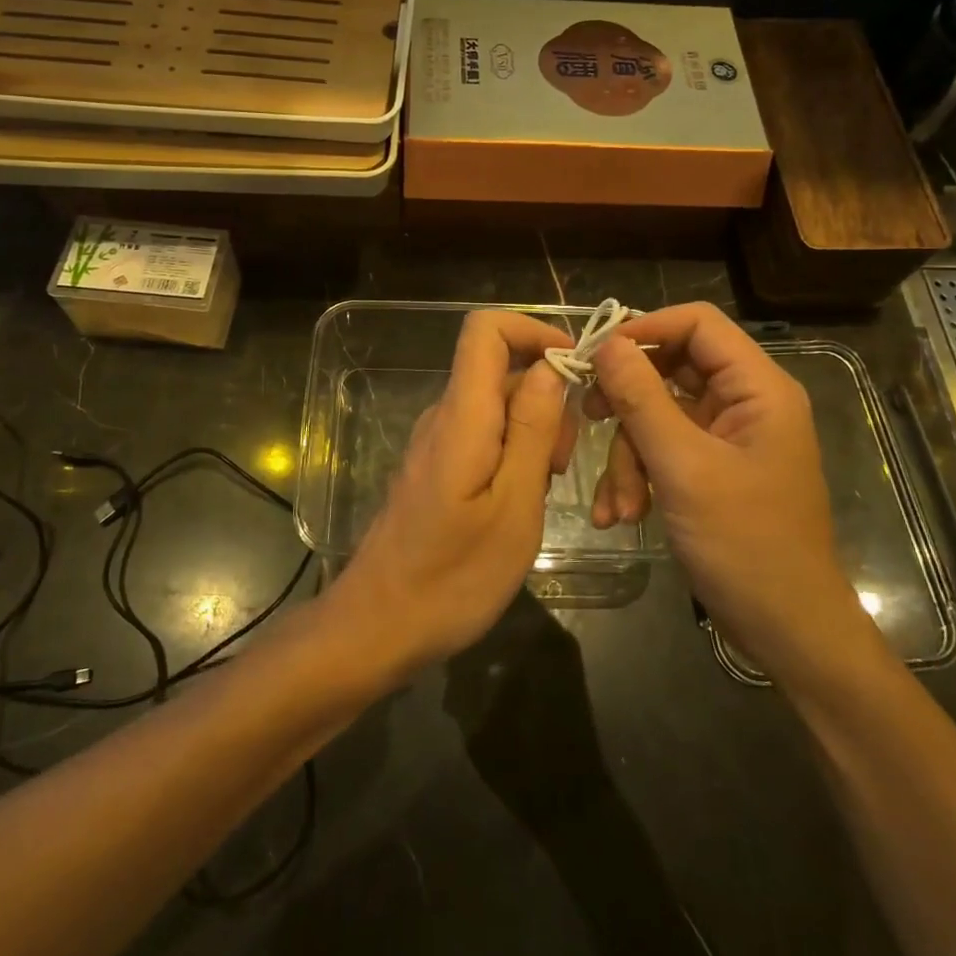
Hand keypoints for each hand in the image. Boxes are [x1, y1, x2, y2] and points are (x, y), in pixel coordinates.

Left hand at [331, 310, 576, 679]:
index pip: (485, 329)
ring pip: (495, 407)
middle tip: (565, 462)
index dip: (534, 332)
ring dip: (534, 432)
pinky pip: (481, 437)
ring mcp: (435, 443)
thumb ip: (532, 429)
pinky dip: (513, 454)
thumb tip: (550, 368)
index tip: (577, 369)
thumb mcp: (514, 506)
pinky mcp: (434, 469)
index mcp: (462, 415)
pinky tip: (521, 503)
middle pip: (500, 370)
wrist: (377, 627)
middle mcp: (443, 417)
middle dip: (547, 398)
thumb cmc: (453, 577)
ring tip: (545, 489)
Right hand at [583, 304, 886, 681]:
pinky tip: (621, 515)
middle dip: (627, 405)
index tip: (595, 353)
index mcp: (757, 387)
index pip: (698, 323)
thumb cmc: (745, 544)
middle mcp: (744, 402)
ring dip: (629, 457)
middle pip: (670, 369)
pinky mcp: (710, 468)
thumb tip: (606, 343)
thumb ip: (642, 399)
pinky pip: (662, 450)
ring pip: (657, 415)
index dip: (645, 329)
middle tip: (588, 418)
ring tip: (619, 506)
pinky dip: (638, 476)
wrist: (785, 628)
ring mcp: (726, 437)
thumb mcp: (684, 468)